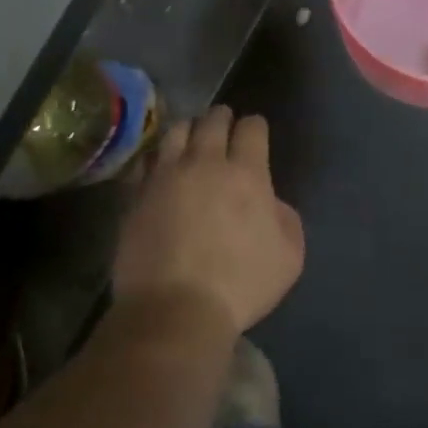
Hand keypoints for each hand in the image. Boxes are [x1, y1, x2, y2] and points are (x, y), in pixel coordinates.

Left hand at [113, 106, 304, 335]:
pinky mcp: (137, 194)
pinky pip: (146, 161)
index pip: (252, 128)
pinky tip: (161, 167)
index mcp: (246, 174)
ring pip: (176, 131)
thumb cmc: (240, 285)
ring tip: (191, 139)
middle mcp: (205, 163)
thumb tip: (269, 201)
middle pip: (212, 120)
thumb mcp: (289, 256)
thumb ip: (285, 218)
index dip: (256, 126)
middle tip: (224, 125)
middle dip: (222, 118)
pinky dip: (158, 158)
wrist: (174, 309)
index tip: (255, 133)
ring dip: (188, 130)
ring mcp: (166, 176)